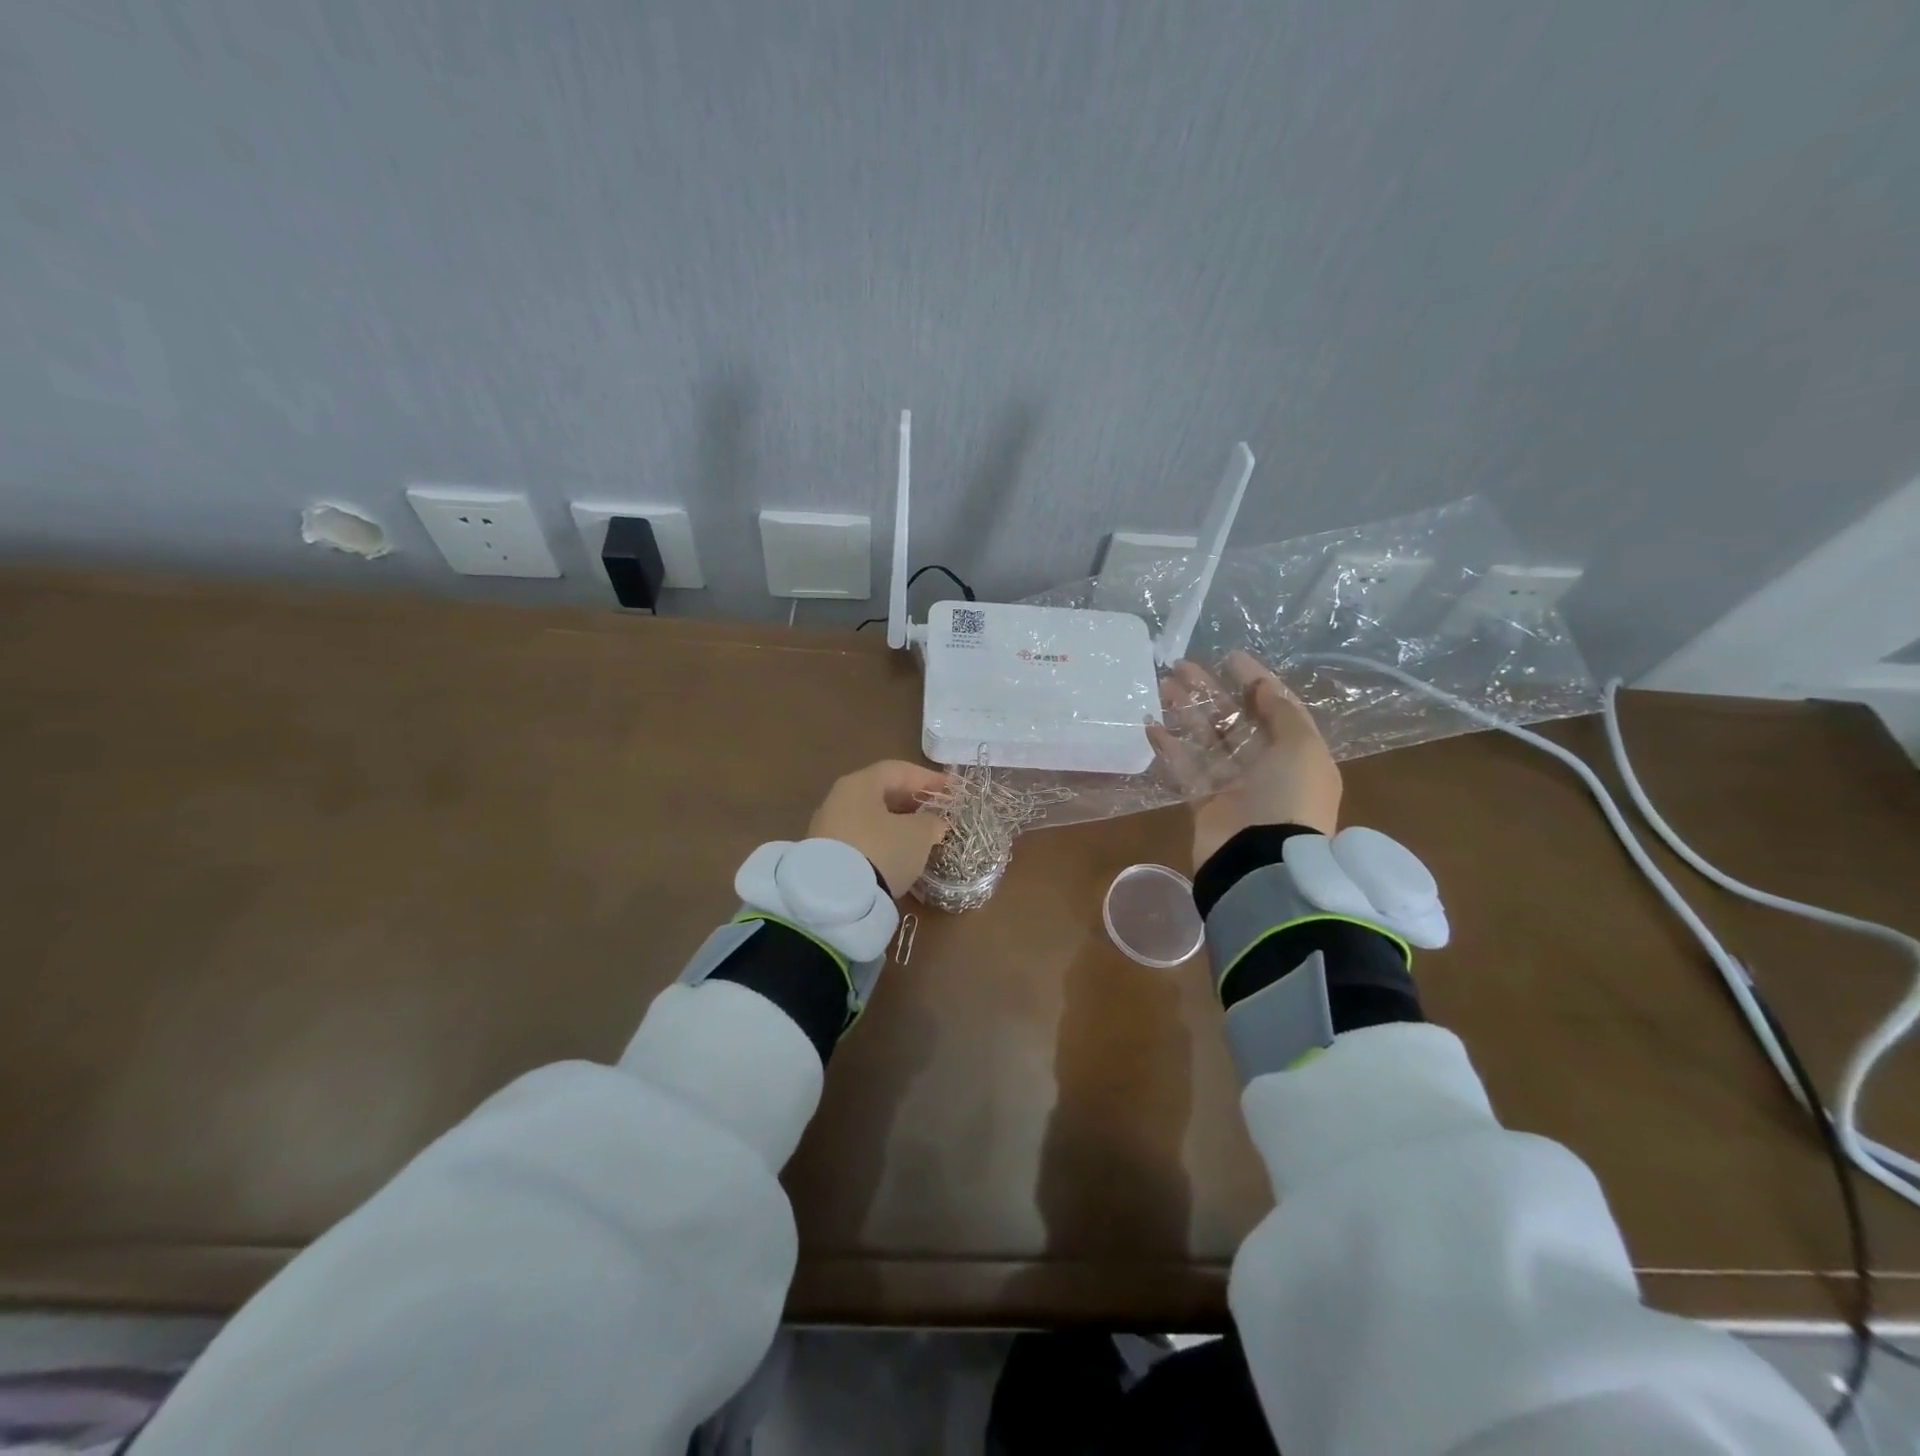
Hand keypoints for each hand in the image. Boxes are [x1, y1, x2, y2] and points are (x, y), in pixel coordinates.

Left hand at [808, 760, 950, 896]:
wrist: (835, 898)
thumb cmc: (882, 851)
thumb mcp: (918, 835)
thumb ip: (931, 822)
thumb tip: (933, 822)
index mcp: (860, 783)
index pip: (899, 770)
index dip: (929, 778)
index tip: (952, 790)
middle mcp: (839, 798)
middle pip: (882, 792)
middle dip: (913, 802)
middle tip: (938, 813)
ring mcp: (827, 827)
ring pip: (871, 817)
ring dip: (898, 823)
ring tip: (922, 836)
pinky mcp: (825, 854)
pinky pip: (861, 838)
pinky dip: (882, 841)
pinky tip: (898, 855)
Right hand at [1149, 650, 1341, 870]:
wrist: (1262, 861)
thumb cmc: (1289, 797)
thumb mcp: (1302, 747)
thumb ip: (1282, 712)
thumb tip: (1263, 686)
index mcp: (1295, 752)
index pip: (1275, 707)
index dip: (1255, 680)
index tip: (1231, 656)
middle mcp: (1265, 766)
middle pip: (1234, 720)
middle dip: (1210, 692)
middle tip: (1181, 667)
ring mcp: (1233, 785)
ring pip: (1206, 739)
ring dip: (1187, 712)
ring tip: (1163, 686)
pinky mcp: (1204, 802)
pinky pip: (1186, 768)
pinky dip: (1170, 747)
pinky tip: (1151, 725)